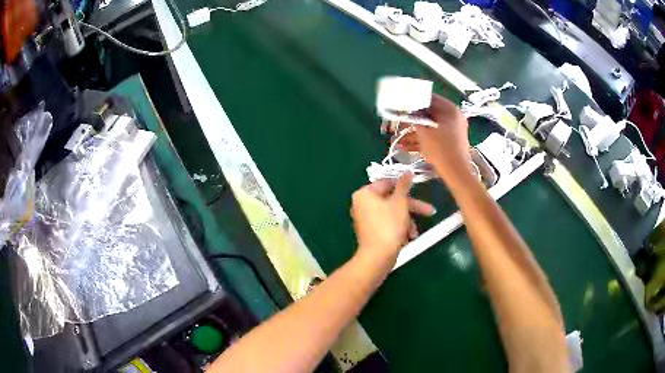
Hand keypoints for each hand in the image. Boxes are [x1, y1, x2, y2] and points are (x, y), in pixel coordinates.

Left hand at [351, 173, 434, 264]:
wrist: (378, 257)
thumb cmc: (389, 225)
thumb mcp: (400, 202)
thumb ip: (404, 185)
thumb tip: (407, 171)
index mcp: (364, 193)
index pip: (387, 182)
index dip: (405, 186)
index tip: (418, 188)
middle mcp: (362, 204)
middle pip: (392, 200)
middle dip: (411, 208)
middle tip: (429, 211)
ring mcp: (366, 219)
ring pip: (392, 213)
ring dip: (407, 221)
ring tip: (414, 232)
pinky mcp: (371, 232)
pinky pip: (388, 224)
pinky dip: (399, 228)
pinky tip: (409, 238)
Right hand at [399, 95, 474, 182]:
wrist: (456, 173)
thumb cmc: (442, 149)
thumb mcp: (424, 130)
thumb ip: (413, 117)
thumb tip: (405, 109)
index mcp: (450, 109)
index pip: (428, 98)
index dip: (412, 101)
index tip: (398, 105)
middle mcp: (451, 118)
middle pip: (426, 114)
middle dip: (408, 120)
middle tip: (394, 124)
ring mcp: (450, 131)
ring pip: (427, 128)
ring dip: (410, 133)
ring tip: (394, 139)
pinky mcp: (447, 144)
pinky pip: (431, 138)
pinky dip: (418, 141)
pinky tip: (403, 147)